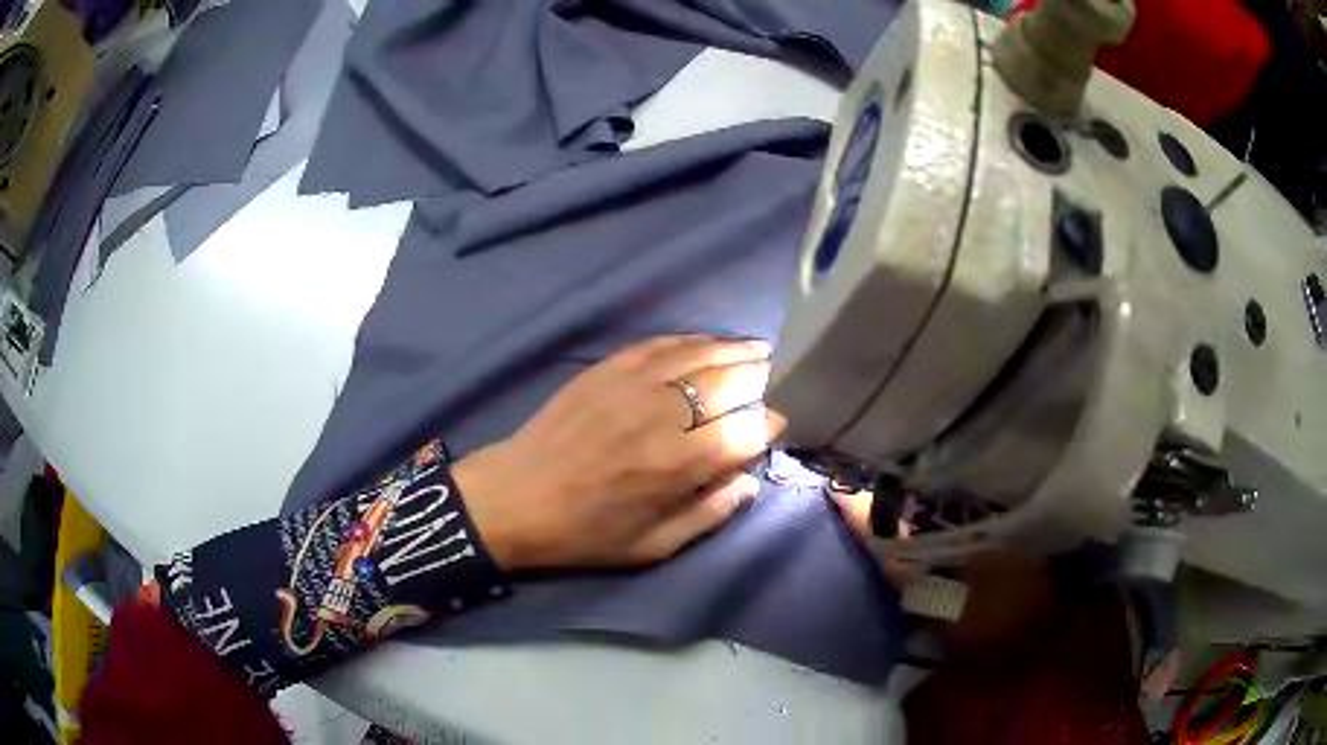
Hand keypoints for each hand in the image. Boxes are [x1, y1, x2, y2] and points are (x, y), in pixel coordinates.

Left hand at [454, 336, 785, 569]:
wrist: (515, 497)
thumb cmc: (586, 532)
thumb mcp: (653, 546)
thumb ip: (711, 513)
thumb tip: (751, 479)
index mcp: (678, 464)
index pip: (749, 428)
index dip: (772, 423)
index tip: (779, 426)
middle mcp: (663, 415)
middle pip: (734, 381)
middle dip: (766, 378)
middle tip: (781, 379)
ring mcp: (634, 383)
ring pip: (703, 353)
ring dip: (738, 351)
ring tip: (762, 352)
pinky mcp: (608, 367)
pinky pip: (663, 343)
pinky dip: (695, 341)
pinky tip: (711, 344)